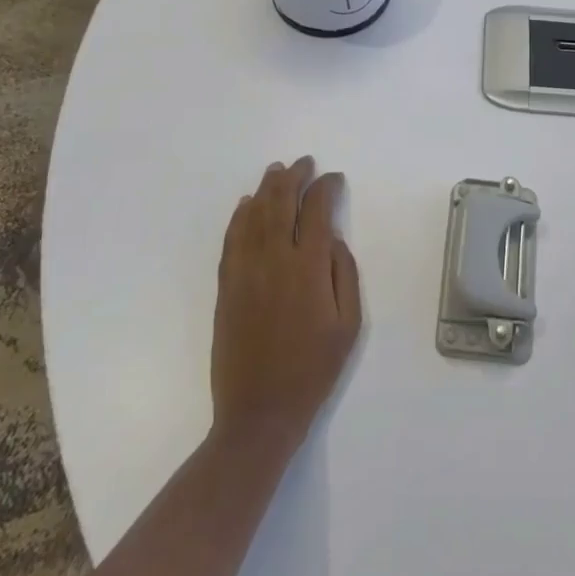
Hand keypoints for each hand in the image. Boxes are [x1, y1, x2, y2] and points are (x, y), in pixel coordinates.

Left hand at [211, 158, 361, 455]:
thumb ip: (344, 274)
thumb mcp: (349, 325)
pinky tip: (246, 205)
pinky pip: (231, 240)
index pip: (317, 211)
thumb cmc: (313, 370)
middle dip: (294, 177)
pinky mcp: (226, 287)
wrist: (259, 413)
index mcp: (309, 268)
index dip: (326, 188)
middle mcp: (274, 260)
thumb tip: (333, 240)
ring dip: (266, 189)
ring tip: (276, 171)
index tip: (334, 178)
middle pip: (281, 203)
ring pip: (253, 216)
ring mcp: (245, 272)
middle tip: (304, 163)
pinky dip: (240, 216)